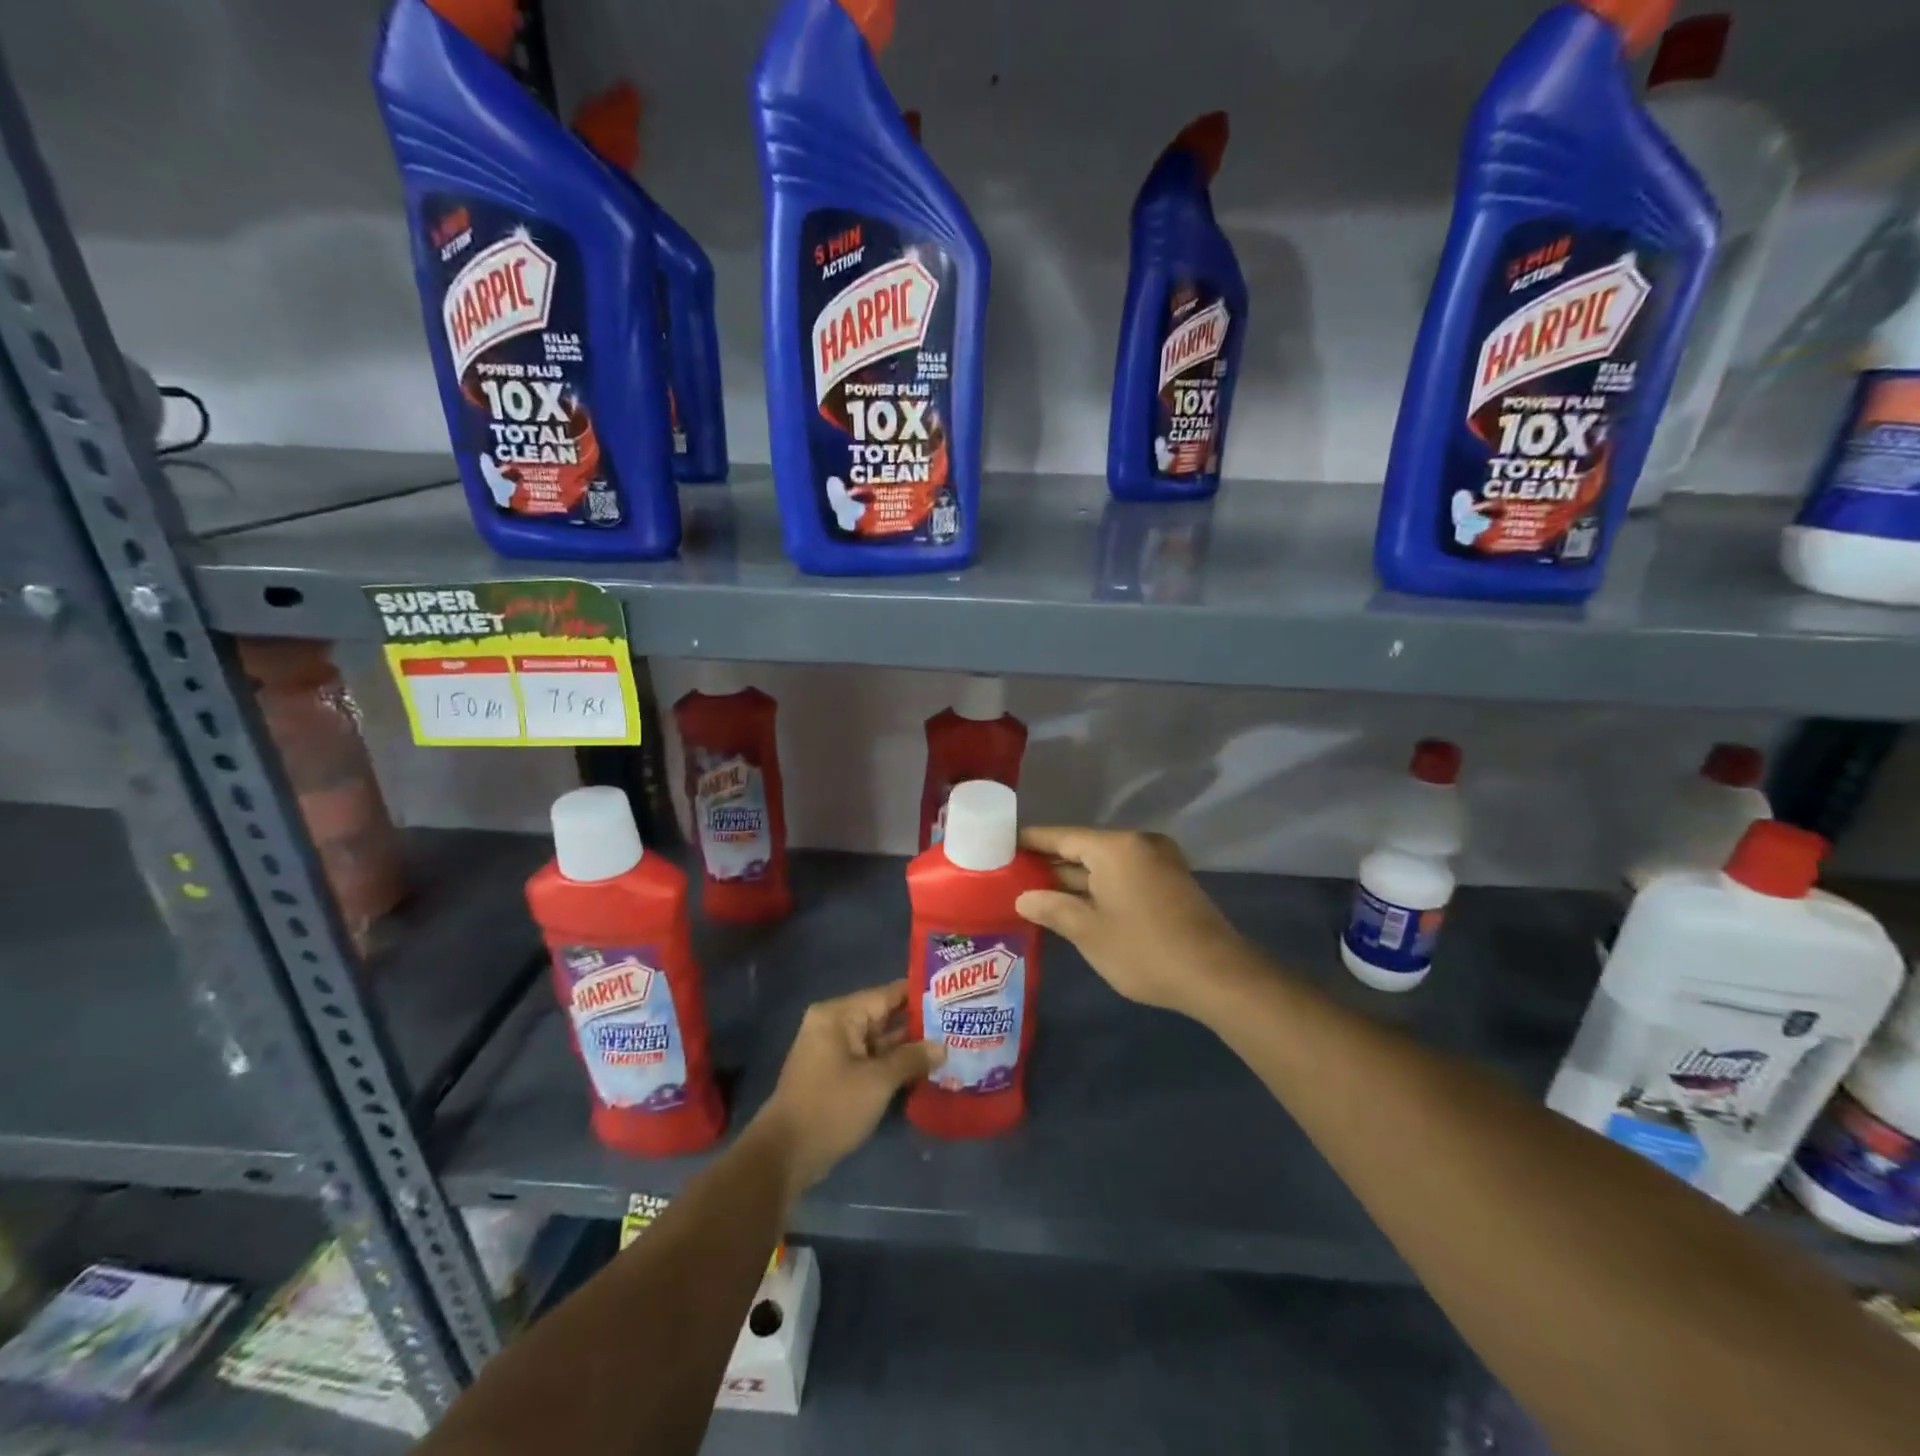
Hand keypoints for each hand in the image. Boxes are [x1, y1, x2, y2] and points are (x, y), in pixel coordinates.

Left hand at [750, 981, 943, 1198]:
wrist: (785, 1155)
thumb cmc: (831, 1107)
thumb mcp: (877, 1081)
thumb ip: (911, 1059)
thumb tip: (942, 1047)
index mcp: (840, 1015)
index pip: (887, 994)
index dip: (920, 995)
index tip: (953, 996)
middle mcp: (835, 1025)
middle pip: (884, 1017)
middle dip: (918, 1025)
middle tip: (958, 1024)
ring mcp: (834, 1052)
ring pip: (879, 1042)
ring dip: (908, 1048)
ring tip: (949, 1046)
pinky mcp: (836, 1075)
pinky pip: (870, 1061)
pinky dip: (893, 1065)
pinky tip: (924, 1071)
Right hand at [1015, 826, 1250, 1018]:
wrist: (1217, 976)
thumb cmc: (1145, 950)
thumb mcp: (1089, 932)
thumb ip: (1052, 908)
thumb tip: (1024, 897)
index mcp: (1115, 847)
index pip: (1061, 836)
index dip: (1030, 841)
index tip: (1001, 844)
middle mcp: (1137, 845)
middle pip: (1083, 849)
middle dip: (1050, 865)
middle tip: (1011, 876)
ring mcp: (1158, 862)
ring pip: (1103, 865)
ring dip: (1074, 880)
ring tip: (1035, 893)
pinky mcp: (1170, 883)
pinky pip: (1123, 876)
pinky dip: (1098, 888)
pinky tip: (1074, 905)